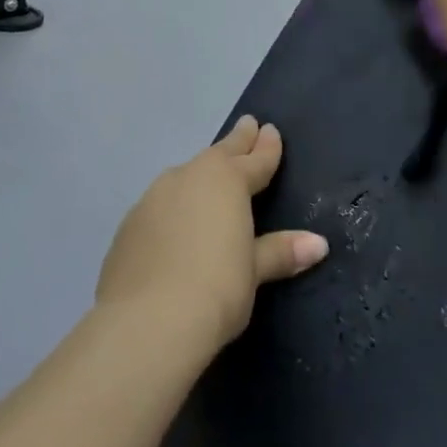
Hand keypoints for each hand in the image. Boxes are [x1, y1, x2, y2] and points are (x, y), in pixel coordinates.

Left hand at [96, 117, 329, 354]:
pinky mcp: (128, 226)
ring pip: (184, 176)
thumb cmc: (216, 289)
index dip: (266, 148)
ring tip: (211, 170)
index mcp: (224, 182)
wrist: (147, 322)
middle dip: (236, 142)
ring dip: (202, 171)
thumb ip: (280, 251)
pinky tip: (175, 217)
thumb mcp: (254, 271)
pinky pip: (160, 203)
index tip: (271, 131)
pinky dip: (175, 202)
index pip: (254, 160)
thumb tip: (318, 244)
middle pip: (218, 155)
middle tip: (248, 124)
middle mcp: (186, 179)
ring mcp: (152, 200)